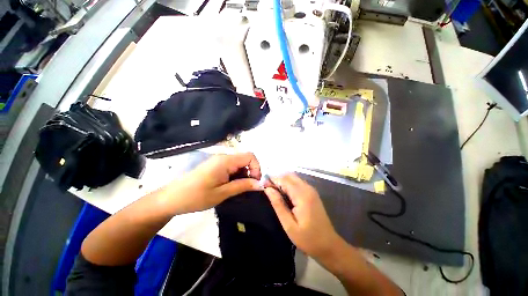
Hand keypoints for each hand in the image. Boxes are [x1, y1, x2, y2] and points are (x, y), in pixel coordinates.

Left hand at [164, 153, 261, 213]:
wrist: (171, 198)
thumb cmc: (196, 196)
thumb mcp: (222, 193)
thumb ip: (243, 186)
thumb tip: (261, 184)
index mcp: (225, 161)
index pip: (250, 156)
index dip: (256, 168)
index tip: (255, 182)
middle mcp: (223, 157)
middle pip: (245, 159)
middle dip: (250, 173)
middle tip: (246, 188)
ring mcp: (219, 161)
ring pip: (239, 164)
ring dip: (243, 175)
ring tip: (236, 189)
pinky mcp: (215, 166)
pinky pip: (232, 167)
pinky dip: (236, 175)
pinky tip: (230, 186)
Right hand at [264, 173, 340, 258]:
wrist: (329, 245)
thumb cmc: (308, 239)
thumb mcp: (289, 225)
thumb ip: (278, 204)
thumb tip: (268, 189)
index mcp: (302, 195)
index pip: (284, 180)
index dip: (272, 180)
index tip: (263, 185)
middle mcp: (308, 188)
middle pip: (289, 176)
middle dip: (277, 179)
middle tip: (268, 189)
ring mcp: (311, 190)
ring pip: (294, 178)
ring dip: (283, 181)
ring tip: (274, 191)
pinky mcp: (312, 193)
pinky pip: (298, 183)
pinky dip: (289, 184)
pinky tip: (284, 193)